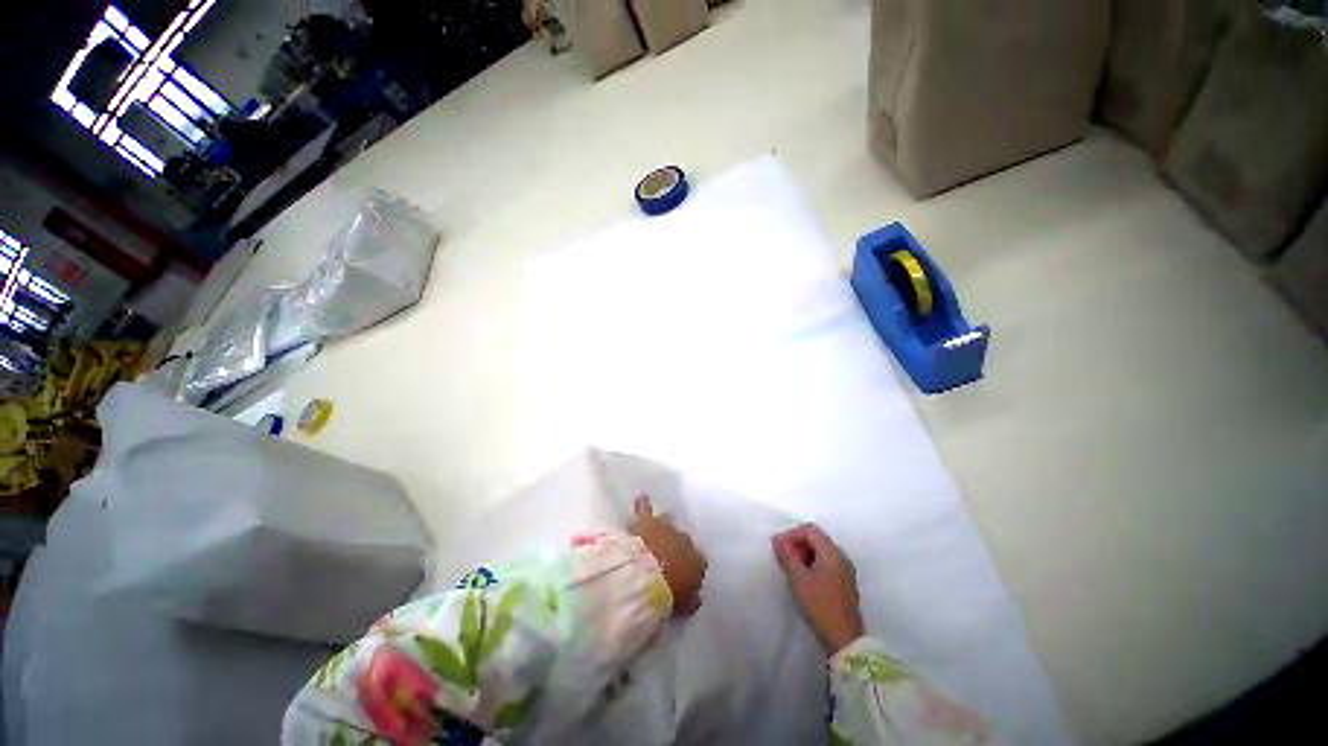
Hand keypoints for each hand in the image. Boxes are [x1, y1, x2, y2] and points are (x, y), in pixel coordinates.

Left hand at [632, 495, 707, 616]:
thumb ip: (691, 599)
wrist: (645, 578)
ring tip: (657, 533)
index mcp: (698, 562)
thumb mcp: (684, 605)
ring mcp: (666, 528)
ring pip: (667, 523)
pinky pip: (645, 509)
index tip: (681, 577)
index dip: (689, 569)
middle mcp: (685, 540)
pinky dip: (643, 505)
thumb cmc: (667, 596)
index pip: (699, 563)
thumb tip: (695, 597)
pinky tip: (641, 498)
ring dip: (663, 529)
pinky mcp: (647, 522)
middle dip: (676, 547)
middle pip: (683, 541)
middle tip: (666, 559)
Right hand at [772, 523, 864, 654]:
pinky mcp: (844, 583)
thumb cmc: (820, 606)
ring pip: (820, 551)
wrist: (845, 641)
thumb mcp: (798, 579)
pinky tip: (804, 581)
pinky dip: (812, 565)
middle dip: (797, 545)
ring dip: (804, 555)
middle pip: (816, 538)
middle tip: (785, 561)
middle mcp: (841, 557)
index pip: (810, 530)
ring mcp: (845, 571)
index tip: (780, 550)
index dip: (792, 534)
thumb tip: (777, 538)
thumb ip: (787, 555)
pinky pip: (826, 563)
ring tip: (792, 572)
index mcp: (832, 552)